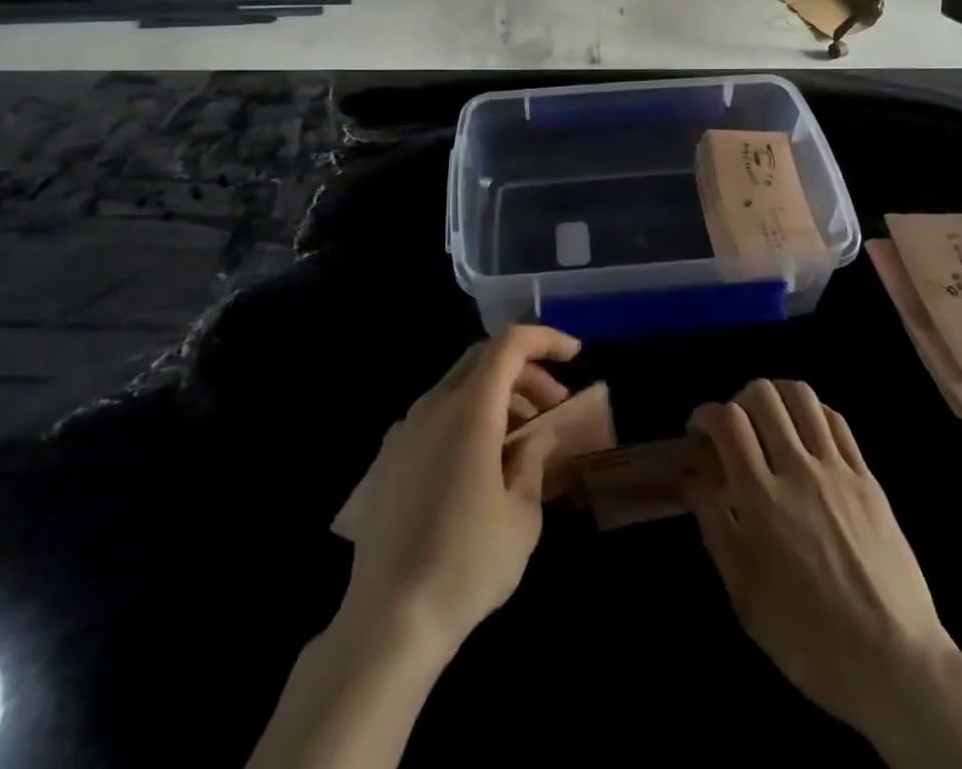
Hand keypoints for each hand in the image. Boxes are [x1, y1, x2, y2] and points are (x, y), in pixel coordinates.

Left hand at [341, 325, 580, 654]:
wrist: (387, 622)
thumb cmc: (467, 565)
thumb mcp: (522, 516)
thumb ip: (533, 462)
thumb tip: (535, 440)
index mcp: (469, 409)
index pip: (509, 344)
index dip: (545, 339)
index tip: (575, 356)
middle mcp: (432, 406)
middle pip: (482, 358)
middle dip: (524, 370)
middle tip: (554, 404)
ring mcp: (404, 431)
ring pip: (457, 385)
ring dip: (496, 395)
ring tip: (523, 438)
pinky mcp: (388, 459)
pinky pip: (435, 415)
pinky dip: (467, 416)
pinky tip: (481, 462)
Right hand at [686, 380, 955, 741]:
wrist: (895, 663)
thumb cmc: (808, 637)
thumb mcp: (745, 594)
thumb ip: (715, 526)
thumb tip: (692, 480)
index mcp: (762, 499)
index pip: (728, 422)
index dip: (705, 414)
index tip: (699, 430)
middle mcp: (798, 470)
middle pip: (763, 395)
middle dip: (738, 400)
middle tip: (734, 429)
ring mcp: (838, 470)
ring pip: (802, 397)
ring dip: (776, 397)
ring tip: (769, 422)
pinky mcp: (868, 477)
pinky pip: (836, 421)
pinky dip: (812, 412)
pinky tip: (805, 434)